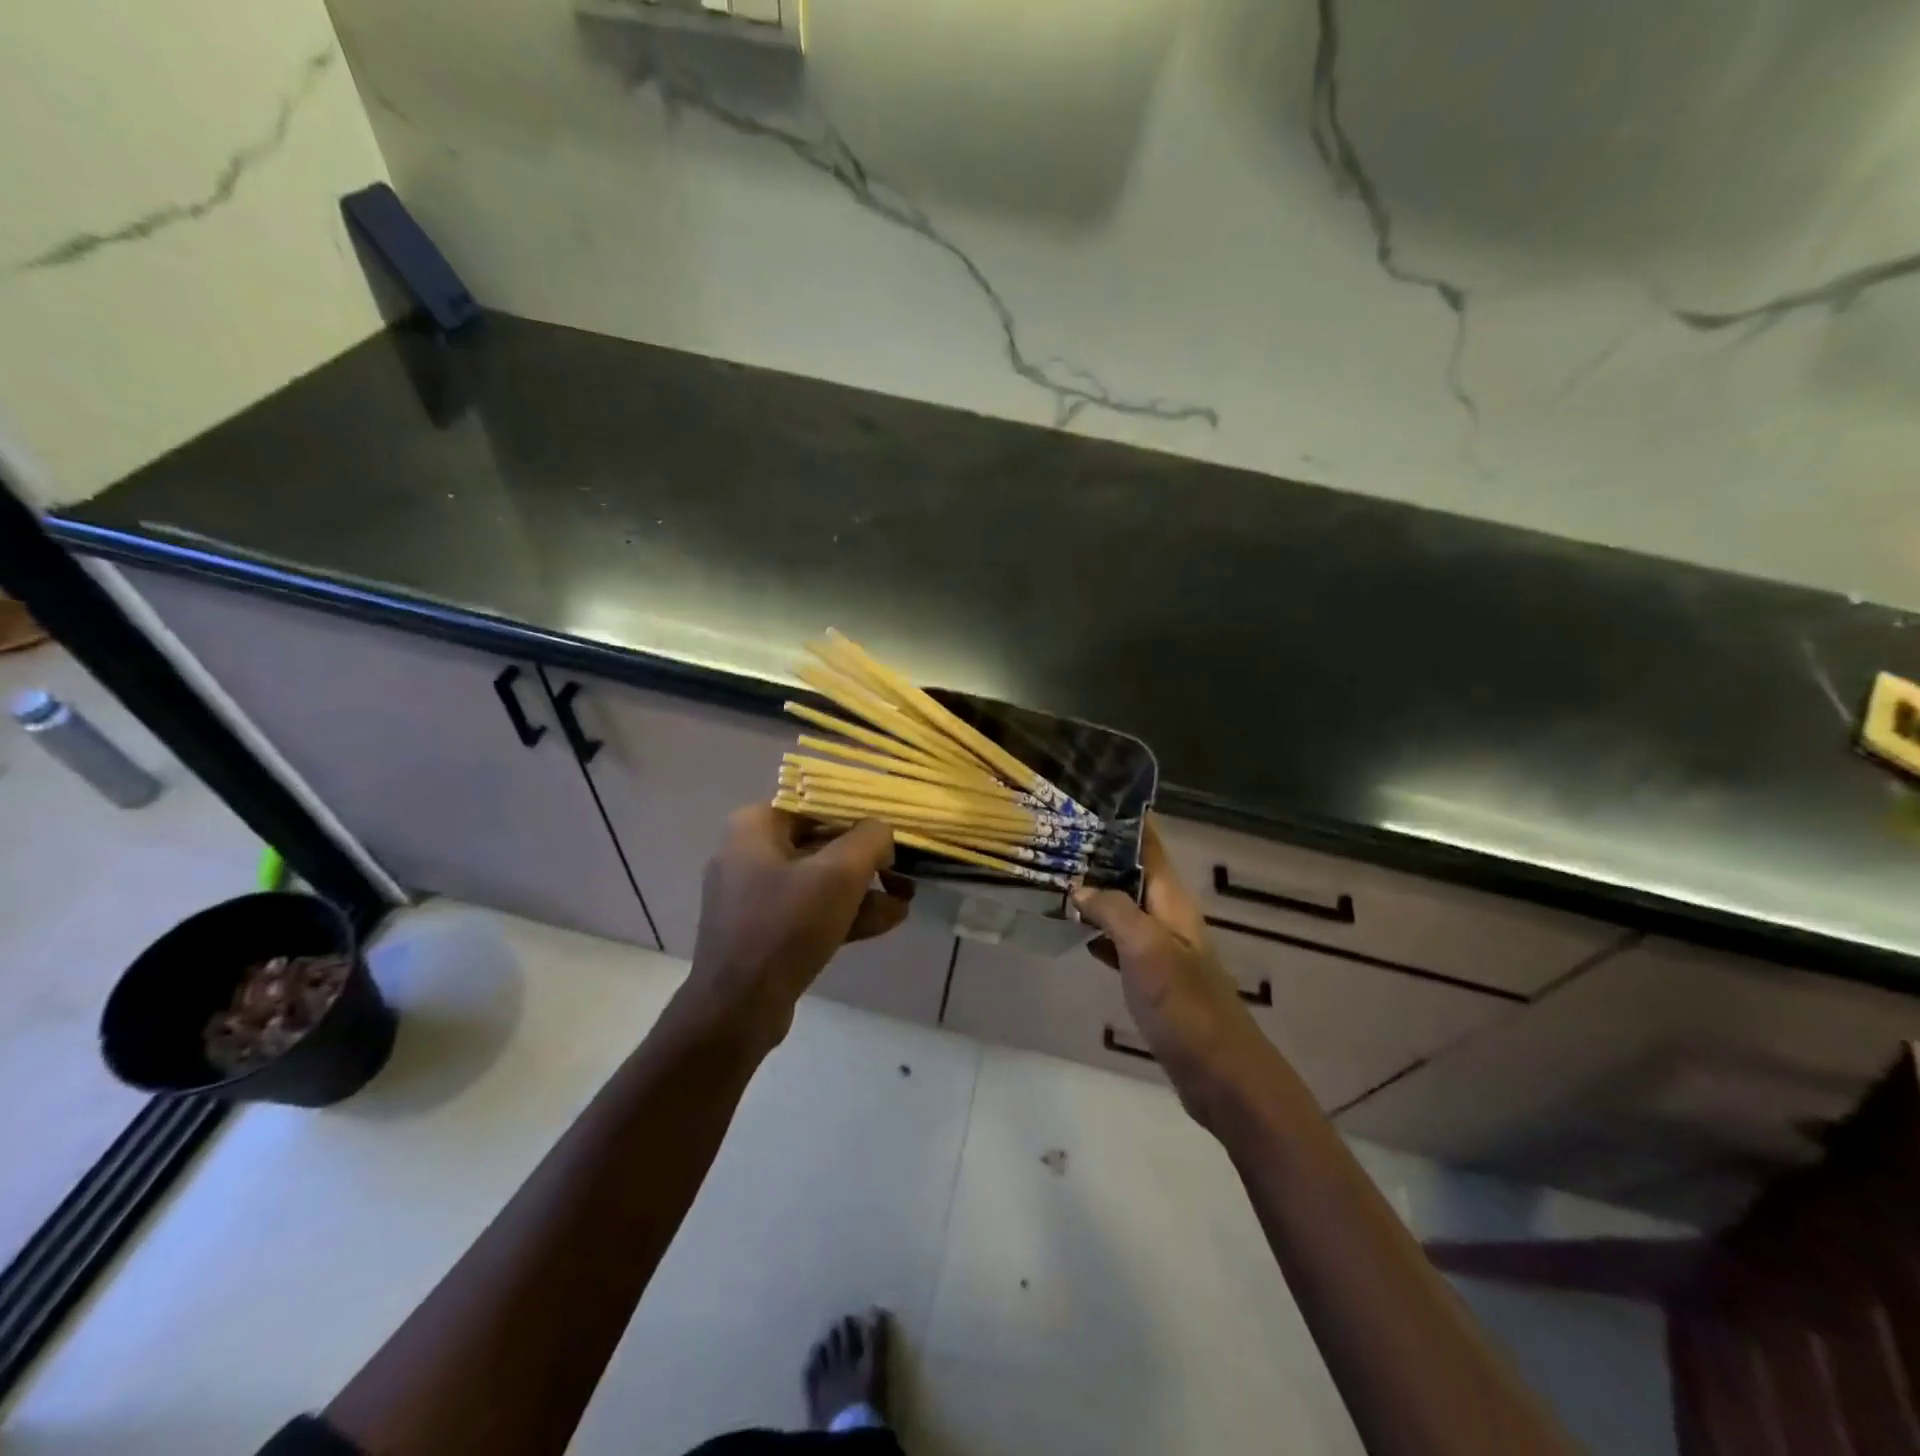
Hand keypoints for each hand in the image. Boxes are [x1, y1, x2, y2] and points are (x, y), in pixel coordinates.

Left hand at [682, 806, 910, 1050]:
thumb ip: (870, 839)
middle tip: (903, 872)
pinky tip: (887, 920)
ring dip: (863, 889)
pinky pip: (809, 909)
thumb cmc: (787, 925)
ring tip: (906, 899)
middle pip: (820, 842)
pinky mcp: (761, 930)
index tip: (892, 834)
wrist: (738, 1008)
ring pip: (818, 880)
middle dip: (867, 860)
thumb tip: (881, 833)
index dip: (860, 816)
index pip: (817, 804)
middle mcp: (748, 852)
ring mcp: (752, 895)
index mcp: (755, 826)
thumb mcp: (840, 873)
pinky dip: (843, 912)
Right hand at [1073, 819, 1276, 1127]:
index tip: (1088, 795)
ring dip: (1095, 889)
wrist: (1219, 1073)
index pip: (1149, 843)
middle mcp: (1167, 915)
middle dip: (1099, 851)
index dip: (1125, 818)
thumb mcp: (1146, 949)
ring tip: (1054, 872)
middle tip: (1055, 834)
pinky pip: (1118, 939)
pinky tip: (1071, 927)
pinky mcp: (1151, 975)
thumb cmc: (1186, 1005)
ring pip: (1123, 903)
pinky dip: (1096, 927)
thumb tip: (1079, 885)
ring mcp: (1160, 946)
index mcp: (1172, 900)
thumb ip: (1113, 910)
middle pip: (1132, 870)